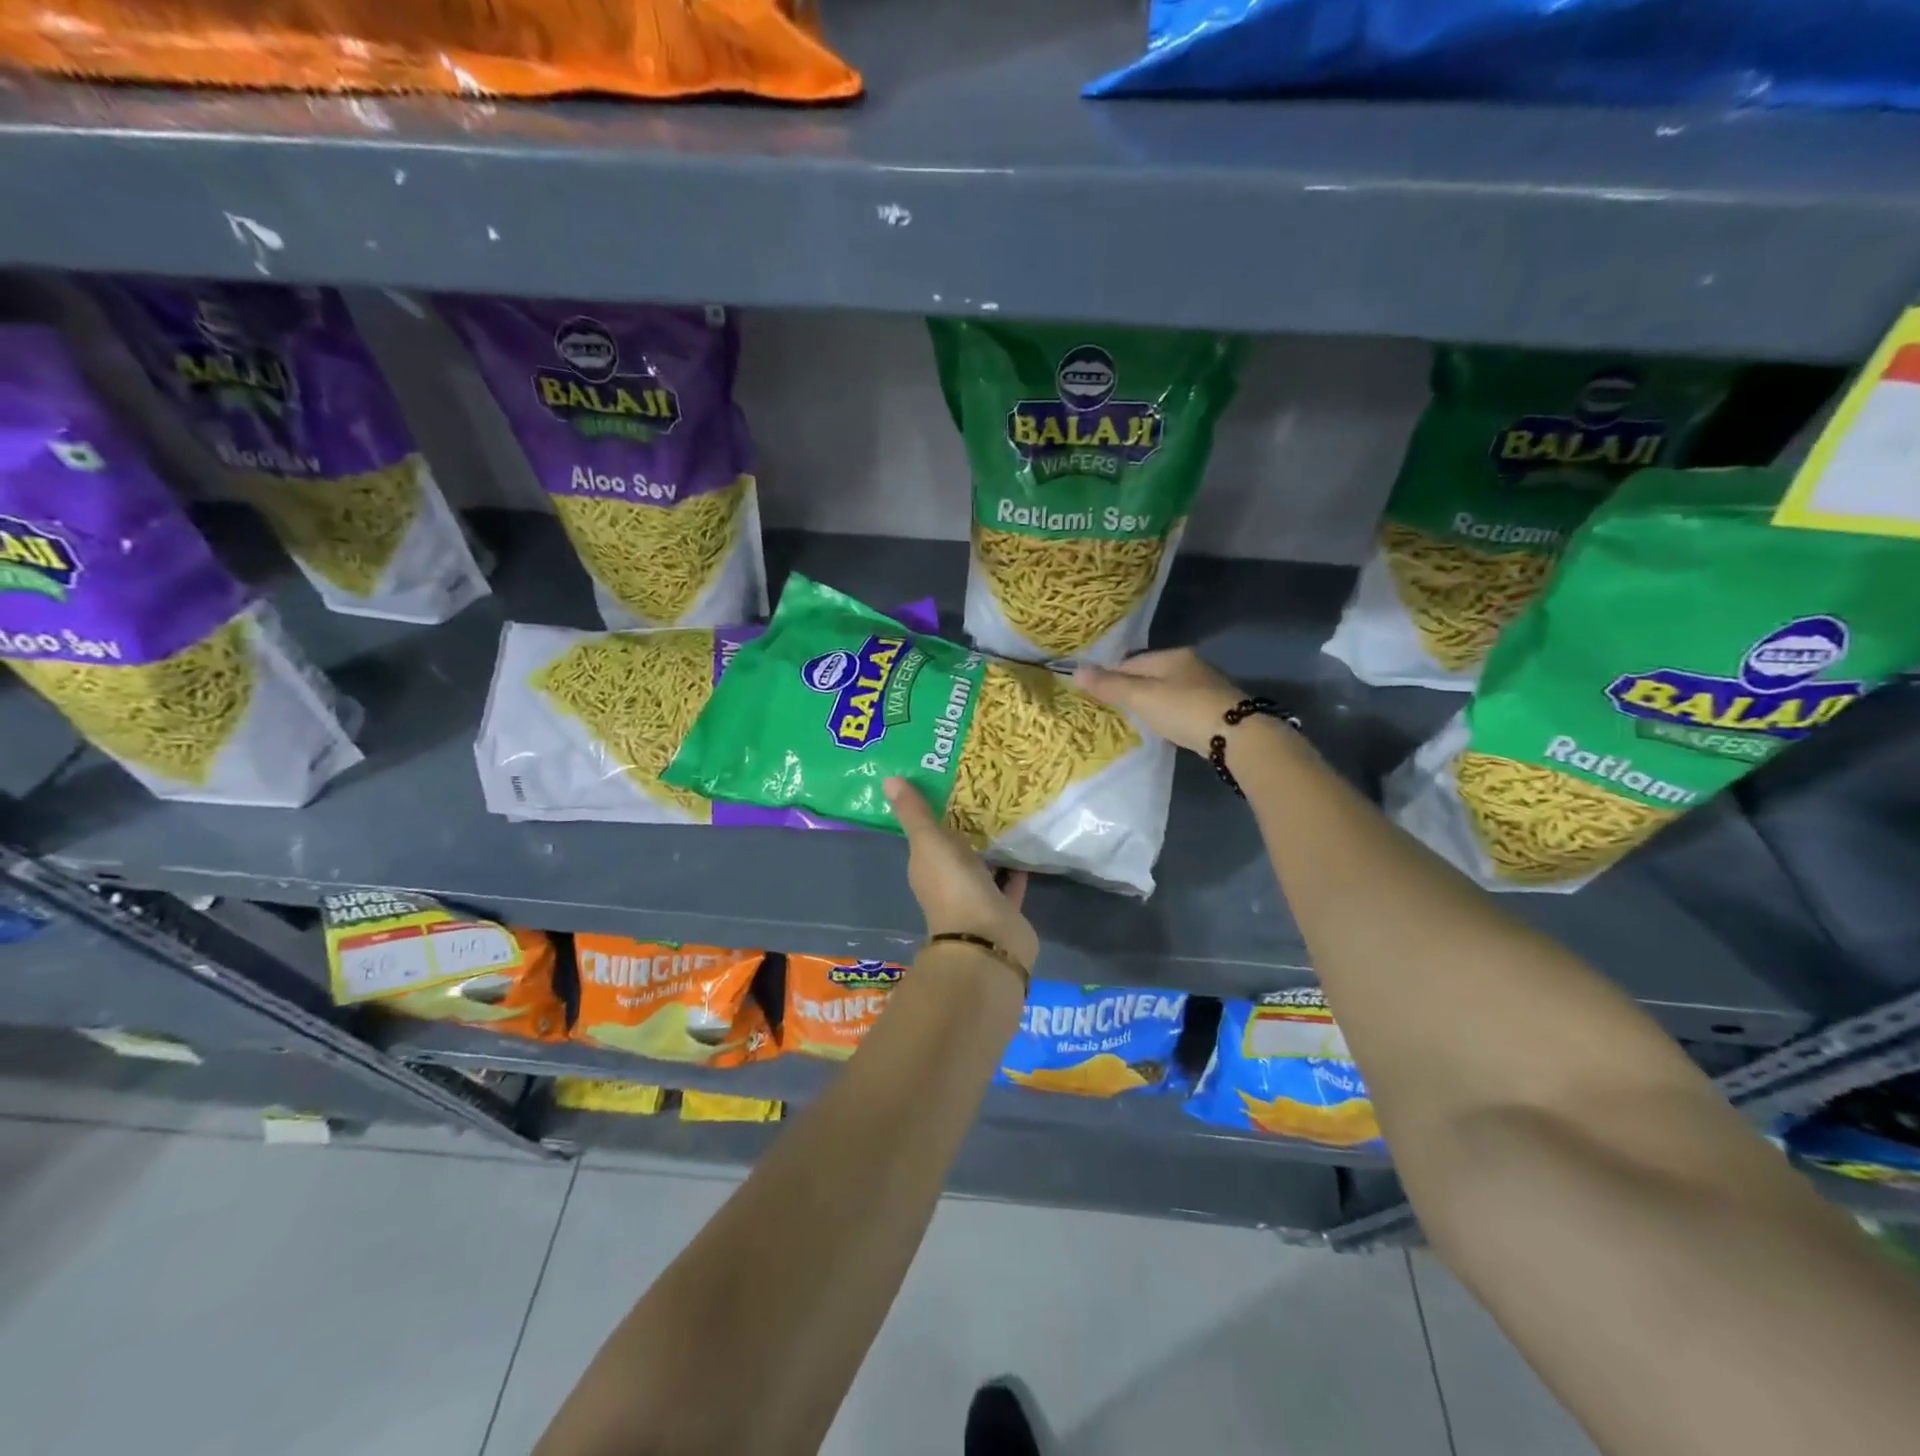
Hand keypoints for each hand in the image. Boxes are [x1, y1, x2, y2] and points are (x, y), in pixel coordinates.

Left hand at [883, 778, 1039, 970]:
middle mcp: (949, 882)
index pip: (927, 835)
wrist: (987, 940)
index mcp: (926, 867)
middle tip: (986, 788)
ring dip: (993, 845)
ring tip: (1010, 809)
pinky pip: (1011, 881)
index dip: (935, 810)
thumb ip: (915, 813)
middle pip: (958, 848)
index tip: (949, 780)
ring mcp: (977, 897)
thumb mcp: (929, 843)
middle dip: (968, 825)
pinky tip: (1029, 842)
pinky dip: (1016, 866)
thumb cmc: (953, 887)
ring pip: (985, 864)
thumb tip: (888, 778)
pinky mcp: (1005, 908)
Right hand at [1074, 648, 1251, 755]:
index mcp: (1171, 656)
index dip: (1110, 677)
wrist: (1236, 735)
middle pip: (1150, 674)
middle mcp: (1190, 664)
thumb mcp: (1141, 697)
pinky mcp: (1215, 707)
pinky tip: (1165, 727)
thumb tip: (1075, 671)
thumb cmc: (1183, 710)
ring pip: (1166, 690)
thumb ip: (1110, 686)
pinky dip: (1169, 713)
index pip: (1130, 662)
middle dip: (1131, 689)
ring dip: (1151, 702)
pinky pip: (1181, 706)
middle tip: (1114, 710)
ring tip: (1136, 720)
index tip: (1096, 695)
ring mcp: (1205, 686)